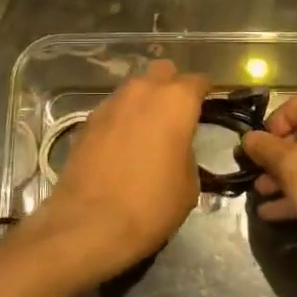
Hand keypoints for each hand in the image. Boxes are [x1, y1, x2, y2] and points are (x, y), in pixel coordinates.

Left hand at [23, 59, 209, 288]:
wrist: (90, 224)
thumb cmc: (151, 204)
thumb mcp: (189, 184)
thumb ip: (188, 151)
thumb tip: (178, 147)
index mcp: (175, 101)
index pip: (198, 81)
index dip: (205, 92)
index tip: (209, 106)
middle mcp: (142, 91)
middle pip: (162, 72)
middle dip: (172, 86)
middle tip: (177, 114)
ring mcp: (111, 103)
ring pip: (134, 88)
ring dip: (144, 102)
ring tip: (149, 131)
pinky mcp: (87, 120)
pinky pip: (114, 109)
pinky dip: (122, 119)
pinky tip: (123, 144)